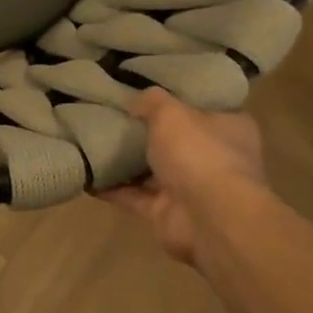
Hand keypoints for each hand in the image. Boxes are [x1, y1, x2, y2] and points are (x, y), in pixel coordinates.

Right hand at [100, 89, 266, 265]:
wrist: (210, 218)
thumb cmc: (199, 154)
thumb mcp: (171, 113)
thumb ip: (152, 102)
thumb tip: (135, 100)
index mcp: (228, 128)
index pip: (202, 108)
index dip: (176, 100)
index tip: (145, 94)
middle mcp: (213, 158)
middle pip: (175, 140)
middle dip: (146, 132)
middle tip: (111, 115)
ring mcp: (191, 189)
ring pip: (152, 171)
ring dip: (125, 163)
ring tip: (90, 142)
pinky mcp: (166, 213)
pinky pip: (132, 196)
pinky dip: (110, 188)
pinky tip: (84, 174)